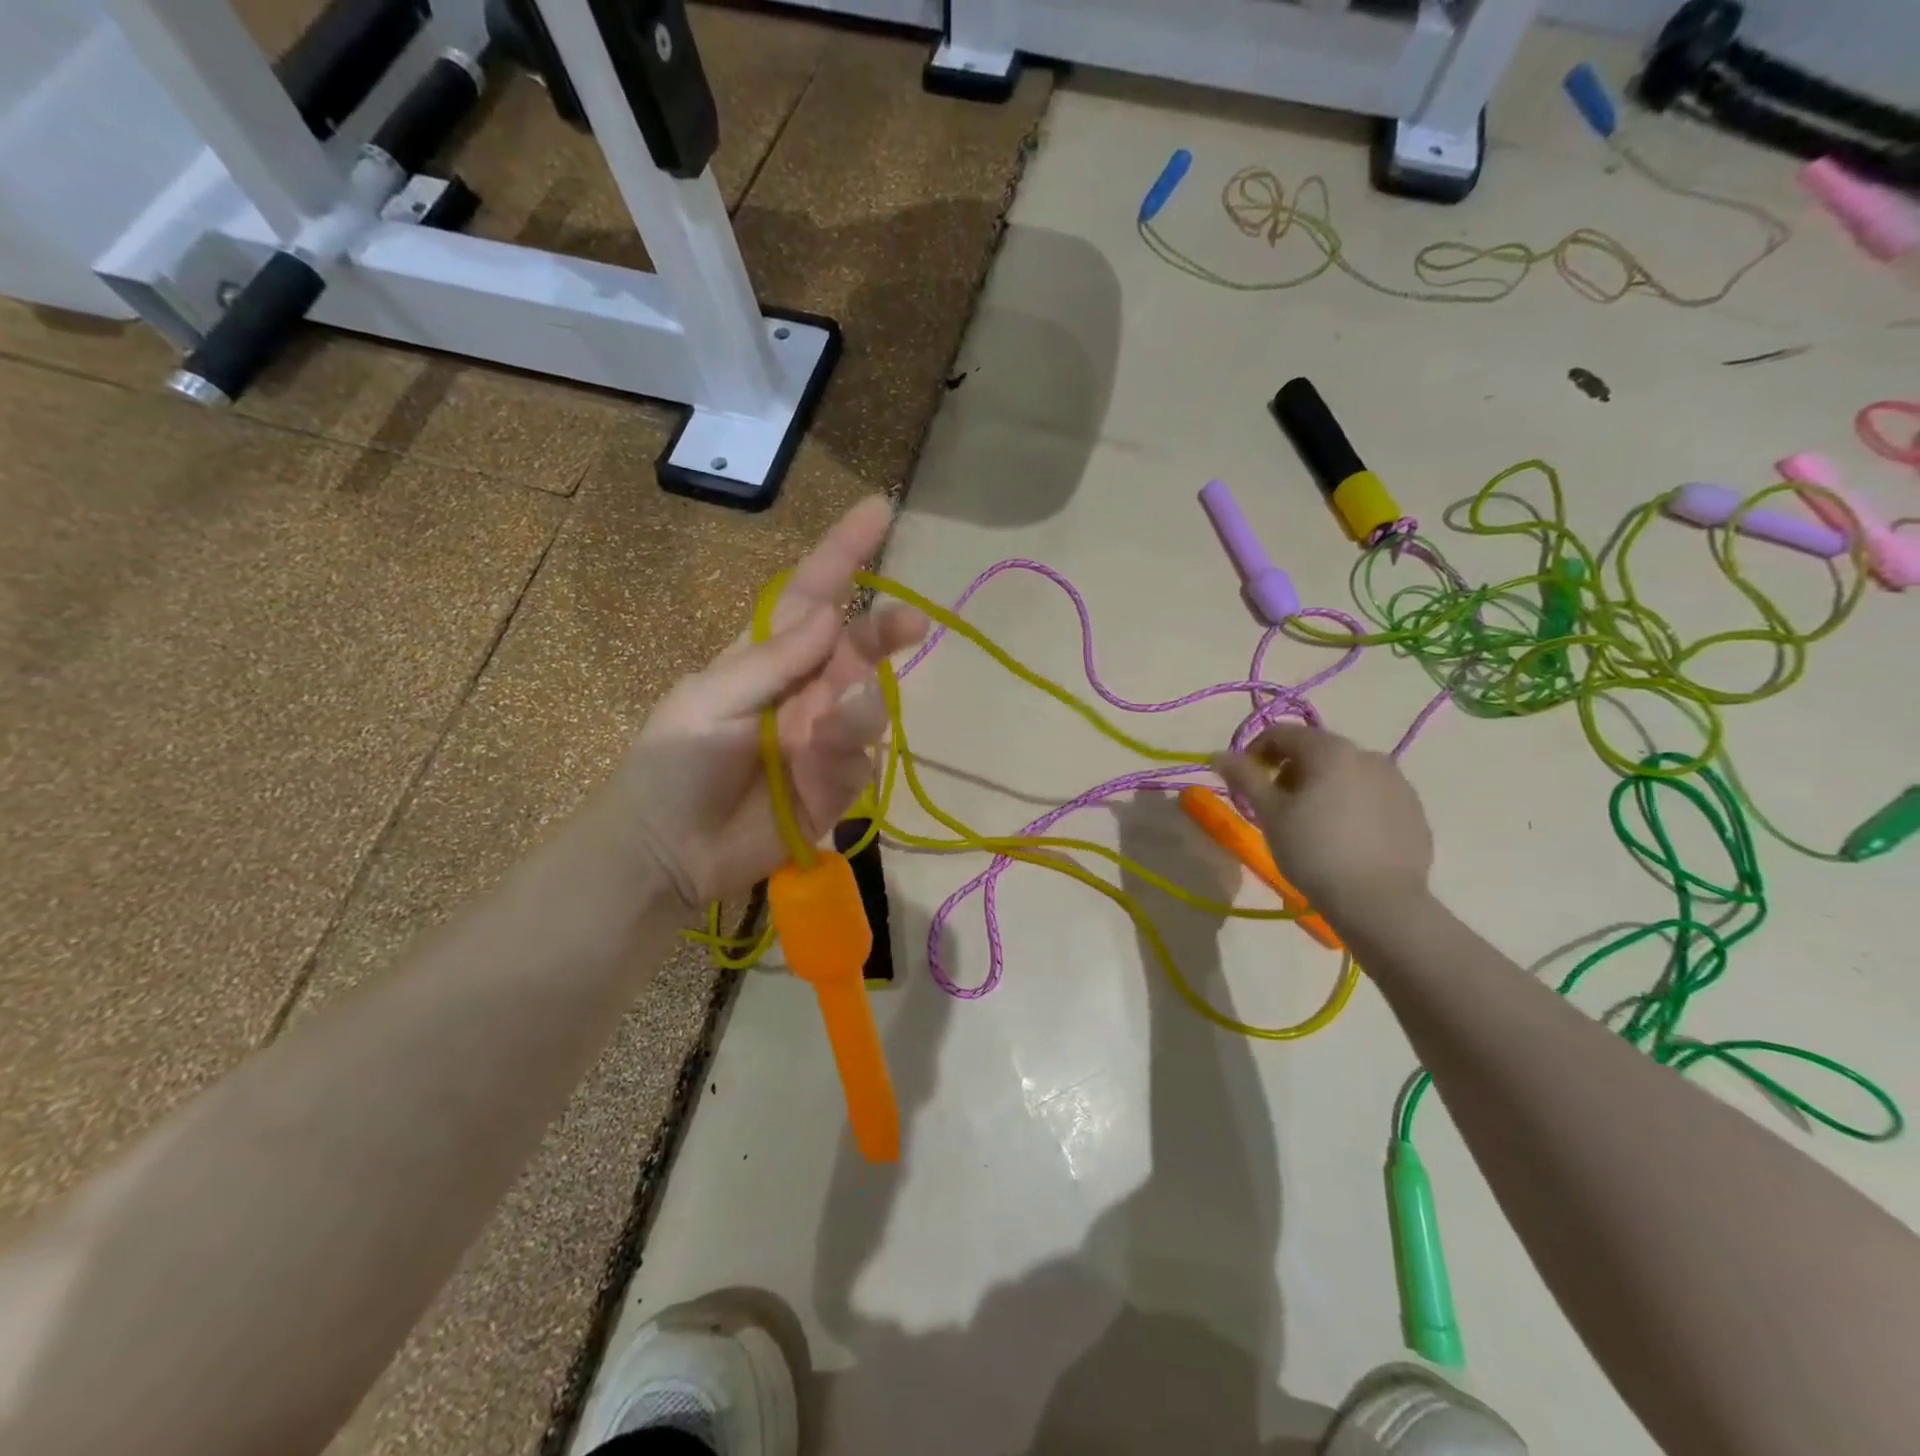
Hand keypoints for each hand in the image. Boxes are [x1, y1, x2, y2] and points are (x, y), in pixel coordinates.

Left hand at [610, 497, 928, 909]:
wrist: (666, 853)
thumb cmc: (672, 765)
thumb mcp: (708, 700)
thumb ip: (770, 662)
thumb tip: (828, 616)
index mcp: (766, 657)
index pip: (812, 595)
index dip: (844, 553)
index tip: (880, 510)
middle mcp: (803, 690)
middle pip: (856, 647)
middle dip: (885, 631)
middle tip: (913, 624)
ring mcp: (822, 737)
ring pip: (868, 707)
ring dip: (858, 712)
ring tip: (826, 732)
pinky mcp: (834, 785)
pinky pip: (860, 761)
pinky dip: (846, 759)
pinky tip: (818, 770)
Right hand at [1212, 723, 1431, 921]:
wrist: (1380, 902)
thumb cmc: (1314, 852)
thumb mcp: (1270, 813)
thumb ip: (1244, 777)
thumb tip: (1217, 754)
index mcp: (1330, 750)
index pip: (1281, 733)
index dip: (1254, 753)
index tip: (1245, 783)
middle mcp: (1368, 755)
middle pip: (1316, 750)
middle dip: (1288, 771)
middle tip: (1275, 806)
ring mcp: (1397, 782)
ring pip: (1345, 773)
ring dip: (1321, 786)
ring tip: (1310, 824)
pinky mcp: (1413, 810)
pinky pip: (1371, 795)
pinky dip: (1350, 804)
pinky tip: (1343, 837)